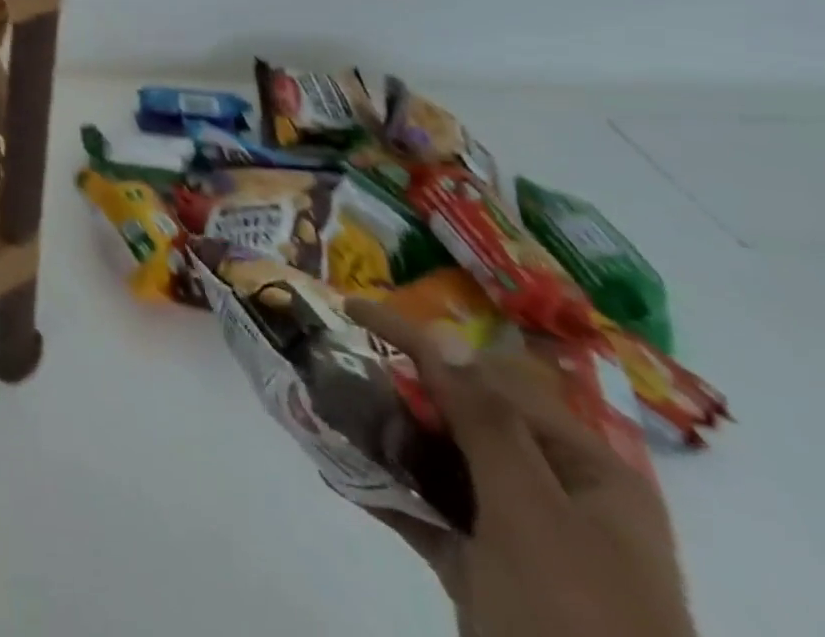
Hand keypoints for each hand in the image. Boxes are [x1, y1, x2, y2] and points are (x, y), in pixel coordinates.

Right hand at [348, 300, 696, 636]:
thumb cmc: (576, 617)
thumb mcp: (530, 512)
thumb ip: (485, 421)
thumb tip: (442, 336)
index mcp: (587, 472)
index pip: (491, 378)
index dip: (421, 339)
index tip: (352, 308)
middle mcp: (557, 495)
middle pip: (465, 418)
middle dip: (398, 389)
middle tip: (334, 361)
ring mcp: (521, 538)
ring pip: (441, 462)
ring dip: (385, 435)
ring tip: (325, 408)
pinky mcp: (486, 574)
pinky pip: (428, 512)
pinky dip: (386, 490)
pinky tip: (338, 472)